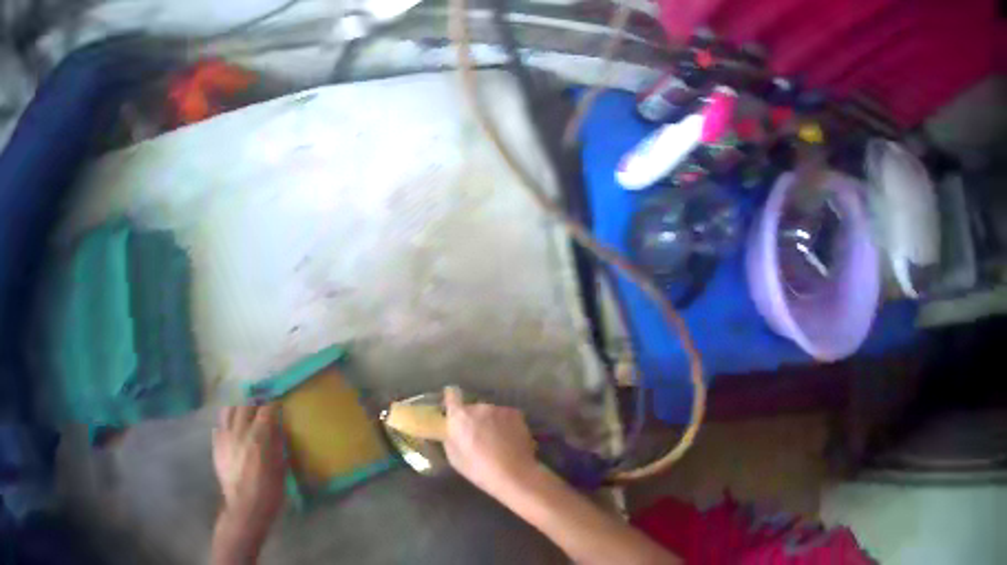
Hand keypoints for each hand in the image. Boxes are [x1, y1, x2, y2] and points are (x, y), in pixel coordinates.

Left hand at [213, 404, 285, 537]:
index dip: (273, 406)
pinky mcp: (216, 446)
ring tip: (244, 417)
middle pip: (245, 405)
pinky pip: (219, 426)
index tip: (278, 407)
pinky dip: (227, 425)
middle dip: (255, 405)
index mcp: (259, 437)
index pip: (266, 410)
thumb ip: (278, 446)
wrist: (244, 509)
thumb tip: (278, 431)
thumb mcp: (280, 469)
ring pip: (228, 411)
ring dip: (238, 410)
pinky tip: (233, 433)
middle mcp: (240, 431)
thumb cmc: (268, 493)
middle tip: (262, 412)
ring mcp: (225, 437)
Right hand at [443, 386, 537, 496]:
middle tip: (477, 436)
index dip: (451, 399)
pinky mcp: (516, 414)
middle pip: (472, 408)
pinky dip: (505, 424)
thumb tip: (451, 430)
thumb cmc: (479, 469)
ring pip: (490, 413)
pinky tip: (508, 440)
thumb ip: (450, 437)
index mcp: (460, 416)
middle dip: (473, 419)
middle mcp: (479, 407)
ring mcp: (499, 409)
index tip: (452, 406)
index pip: (452, 395)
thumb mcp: (454, 457)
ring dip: (490, 421)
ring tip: (496, 441)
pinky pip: (505, 416)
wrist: (514, 473)